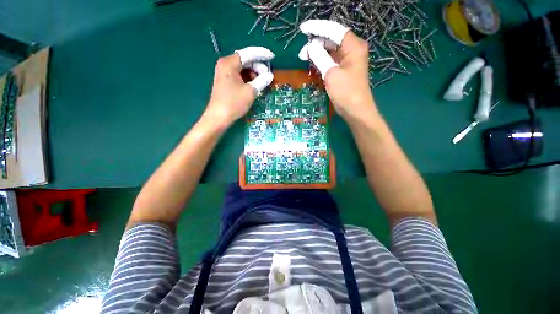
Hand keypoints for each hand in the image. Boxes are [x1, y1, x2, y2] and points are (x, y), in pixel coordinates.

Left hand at [204, 47, 274, 126]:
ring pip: (243, 68)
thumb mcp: (250, 92)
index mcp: (229, 63)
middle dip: (258, 66)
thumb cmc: (234, 103)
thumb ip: (261, 81)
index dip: (262, 54)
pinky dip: (248, 78)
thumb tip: (270, 75)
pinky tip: (254, 85)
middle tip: (267, 76)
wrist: (219, 117)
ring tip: (262, 82)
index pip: (248, 54)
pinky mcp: (225, 80)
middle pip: (245, 60)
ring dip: (254, 73)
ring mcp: (224, 72)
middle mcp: (225, 64)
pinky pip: (239, 75)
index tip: (272, 57)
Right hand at [298, 20, 375, 120]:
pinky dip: (322, 61)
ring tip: (305, 59)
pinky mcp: (343, 70)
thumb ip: (320, 57)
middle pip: (332, 39)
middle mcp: (352, 50)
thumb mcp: (331, 73)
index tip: (303, 30)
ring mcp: (348, 61)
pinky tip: (313, 64)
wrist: (355, 110)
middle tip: (302, 54)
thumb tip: (311, 47)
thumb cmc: (346, 92)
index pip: (334, 30)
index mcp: (353, 46)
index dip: (317, 28)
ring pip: (330, 50)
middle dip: (316, 43)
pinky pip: (331, 60)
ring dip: (317, 53)